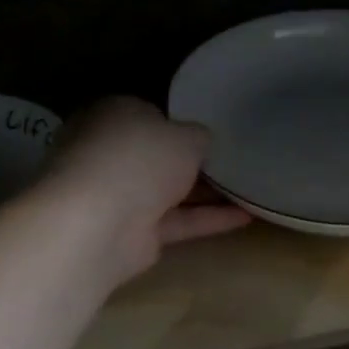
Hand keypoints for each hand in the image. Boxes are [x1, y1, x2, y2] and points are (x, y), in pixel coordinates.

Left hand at [44, 97, 250, 280]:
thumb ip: (198, 136)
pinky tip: (246, 217)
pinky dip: (208, 219)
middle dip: (191, 161)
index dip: (178, 122)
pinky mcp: (133, 233)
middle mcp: (110, 153)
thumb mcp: (185, 135)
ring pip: (169, 191)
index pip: (147, 114)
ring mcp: (119, 196)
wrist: (99, 223)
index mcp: (113, 116)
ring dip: (207, 193)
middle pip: (157, 156)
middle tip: (234, 160)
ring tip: (249, 189)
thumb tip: (201, 141)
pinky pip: (178, 221)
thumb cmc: (140, 158)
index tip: (210, 132)